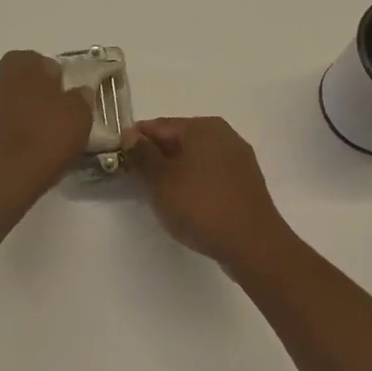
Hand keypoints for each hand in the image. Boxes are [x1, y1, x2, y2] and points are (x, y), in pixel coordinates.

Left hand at [0, 51, 94, 198]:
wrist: (3, 177)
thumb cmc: (45, 136)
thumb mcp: (79, 115)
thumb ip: (81, 98)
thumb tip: (80, 92)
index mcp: (21, 62)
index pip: (46, 64)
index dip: (60, 82)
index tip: (70, 101)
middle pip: (25, 81)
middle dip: (40, 94)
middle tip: (59, 117)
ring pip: (11, 100)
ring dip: (25, 111)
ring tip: (43, 135)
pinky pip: (1, 121)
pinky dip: (12, 128)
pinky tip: (26, 147)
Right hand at [130, 117, 292, 270]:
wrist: (254, 245)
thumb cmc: (202, 206)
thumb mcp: (161, 180)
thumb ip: (143, 155)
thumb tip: (130, 135)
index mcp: (203, 127)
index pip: (159, 125)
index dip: (135, 141)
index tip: (117, 158)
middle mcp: (224, 135)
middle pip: (179, 140)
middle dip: (156, 157)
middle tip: (135, 179)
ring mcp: (238, 159)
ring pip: (195, 158)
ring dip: (174, 172)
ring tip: (158, 195)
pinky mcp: (246, 183)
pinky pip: (210, 175)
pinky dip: (194, 183)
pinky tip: (186, 203)